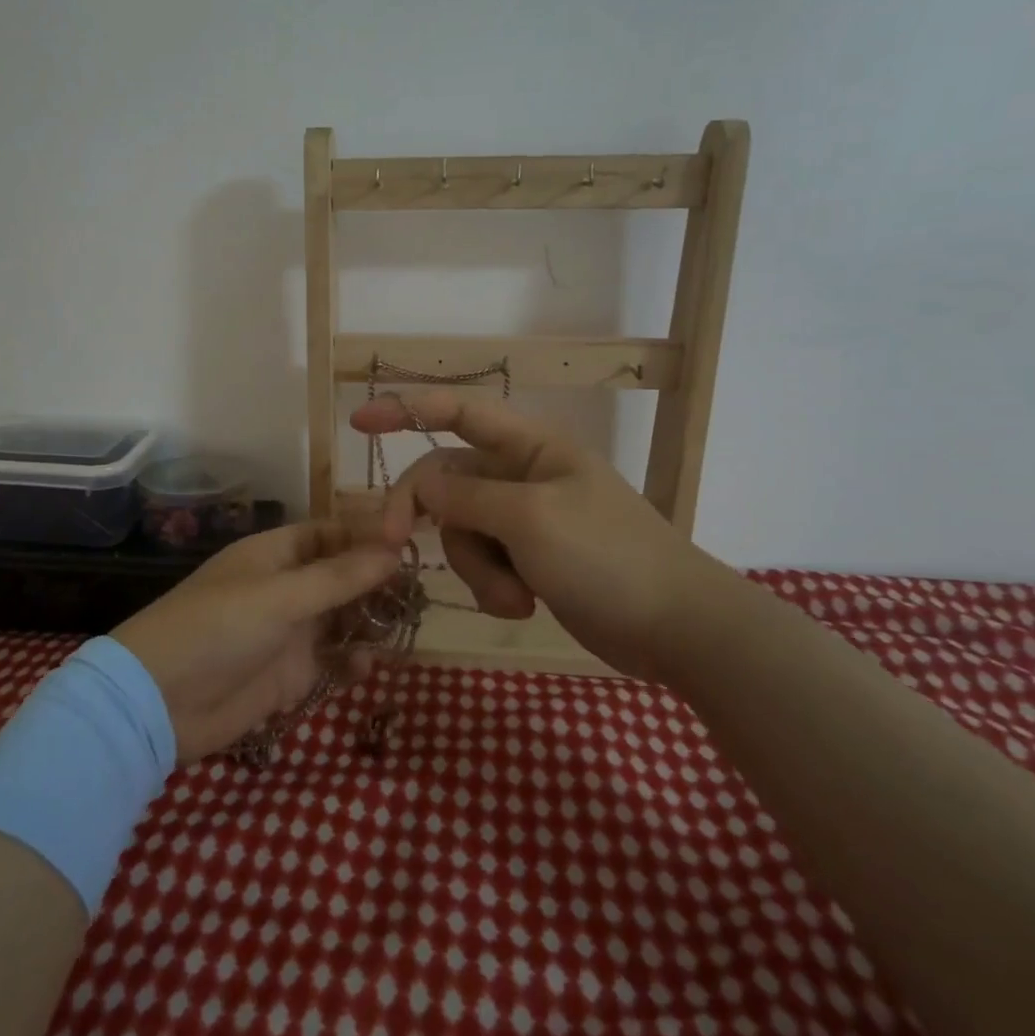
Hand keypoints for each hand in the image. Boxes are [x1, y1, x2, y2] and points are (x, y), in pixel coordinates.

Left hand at [112, 522, 400, 763]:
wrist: (160, 703)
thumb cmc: (218, 629)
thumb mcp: (281, 596)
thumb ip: (340, 577)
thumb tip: (394, 551)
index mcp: (275, 554)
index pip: (330, 534)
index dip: (367, 536)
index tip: (411, 544)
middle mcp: (285, 588)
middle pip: (342, 577)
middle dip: (377, 584)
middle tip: (419, 594)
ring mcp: (288, 632)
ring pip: (342, 620)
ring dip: (369, 623)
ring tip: (402, 629)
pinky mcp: (289, 674)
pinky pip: (332, 662)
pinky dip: (351, 663)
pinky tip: (365, 668)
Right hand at [351, 393, 727, 678]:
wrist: (674, 626)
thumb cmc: (607, 557)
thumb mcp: (530, 519)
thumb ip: (467, 497)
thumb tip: (421, 486)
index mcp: (531, 448)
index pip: (460, 412)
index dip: (408, 409)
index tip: (359, 421)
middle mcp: (523, 478)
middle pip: (447, 483)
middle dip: (425, 515)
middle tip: (390, 544)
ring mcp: (526, 522)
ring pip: (462, 532)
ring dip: (476, 568)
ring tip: (515, 597)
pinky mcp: (530, 561)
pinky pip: (486, 565)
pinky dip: (494, 588)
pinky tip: (525, 608)